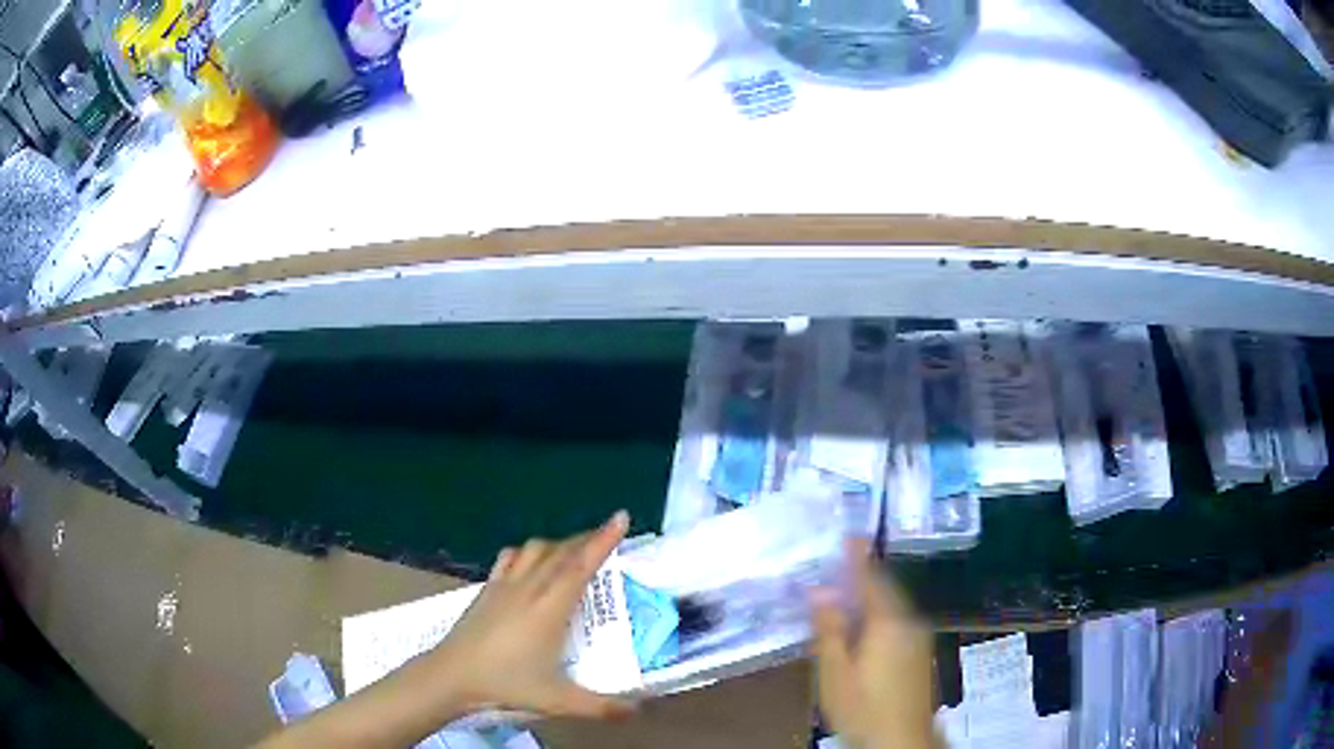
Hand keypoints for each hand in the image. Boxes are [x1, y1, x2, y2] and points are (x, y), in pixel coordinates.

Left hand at [425, 511, 636, 720]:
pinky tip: (530, 561)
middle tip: (609, 536)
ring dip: (559, 544)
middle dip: (587, 538)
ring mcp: (505, 585)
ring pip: (535, 549)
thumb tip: (638, 711)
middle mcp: (529, 588)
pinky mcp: (487, 588)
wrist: (453, 675)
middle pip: (561, 552)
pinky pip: (511, 557)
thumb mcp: (558, 700)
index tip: (620, 517)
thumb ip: (601, 707)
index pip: (580, 566)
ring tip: (574, 551)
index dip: (602, 540)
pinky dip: (528, 551)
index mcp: (549, 608)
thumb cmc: (507, 684)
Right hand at [812, 541, 936, 748]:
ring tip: (847, 589)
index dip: (858, 557)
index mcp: (887, 622)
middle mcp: (909, 621)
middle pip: (885, 589)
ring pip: (893, 604)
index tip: (849, 534)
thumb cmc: (862, 707)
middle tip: (841, 561)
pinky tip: (864, 624)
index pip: (871, 579)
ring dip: (872, 594)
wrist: (901, 738)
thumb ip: (829, 630)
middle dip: (864, 574)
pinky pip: (898, 619)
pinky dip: (880, 611)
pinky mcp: (920, 651)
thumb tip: (820, 591)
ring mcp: (918, 636)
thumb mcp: (835, 673)